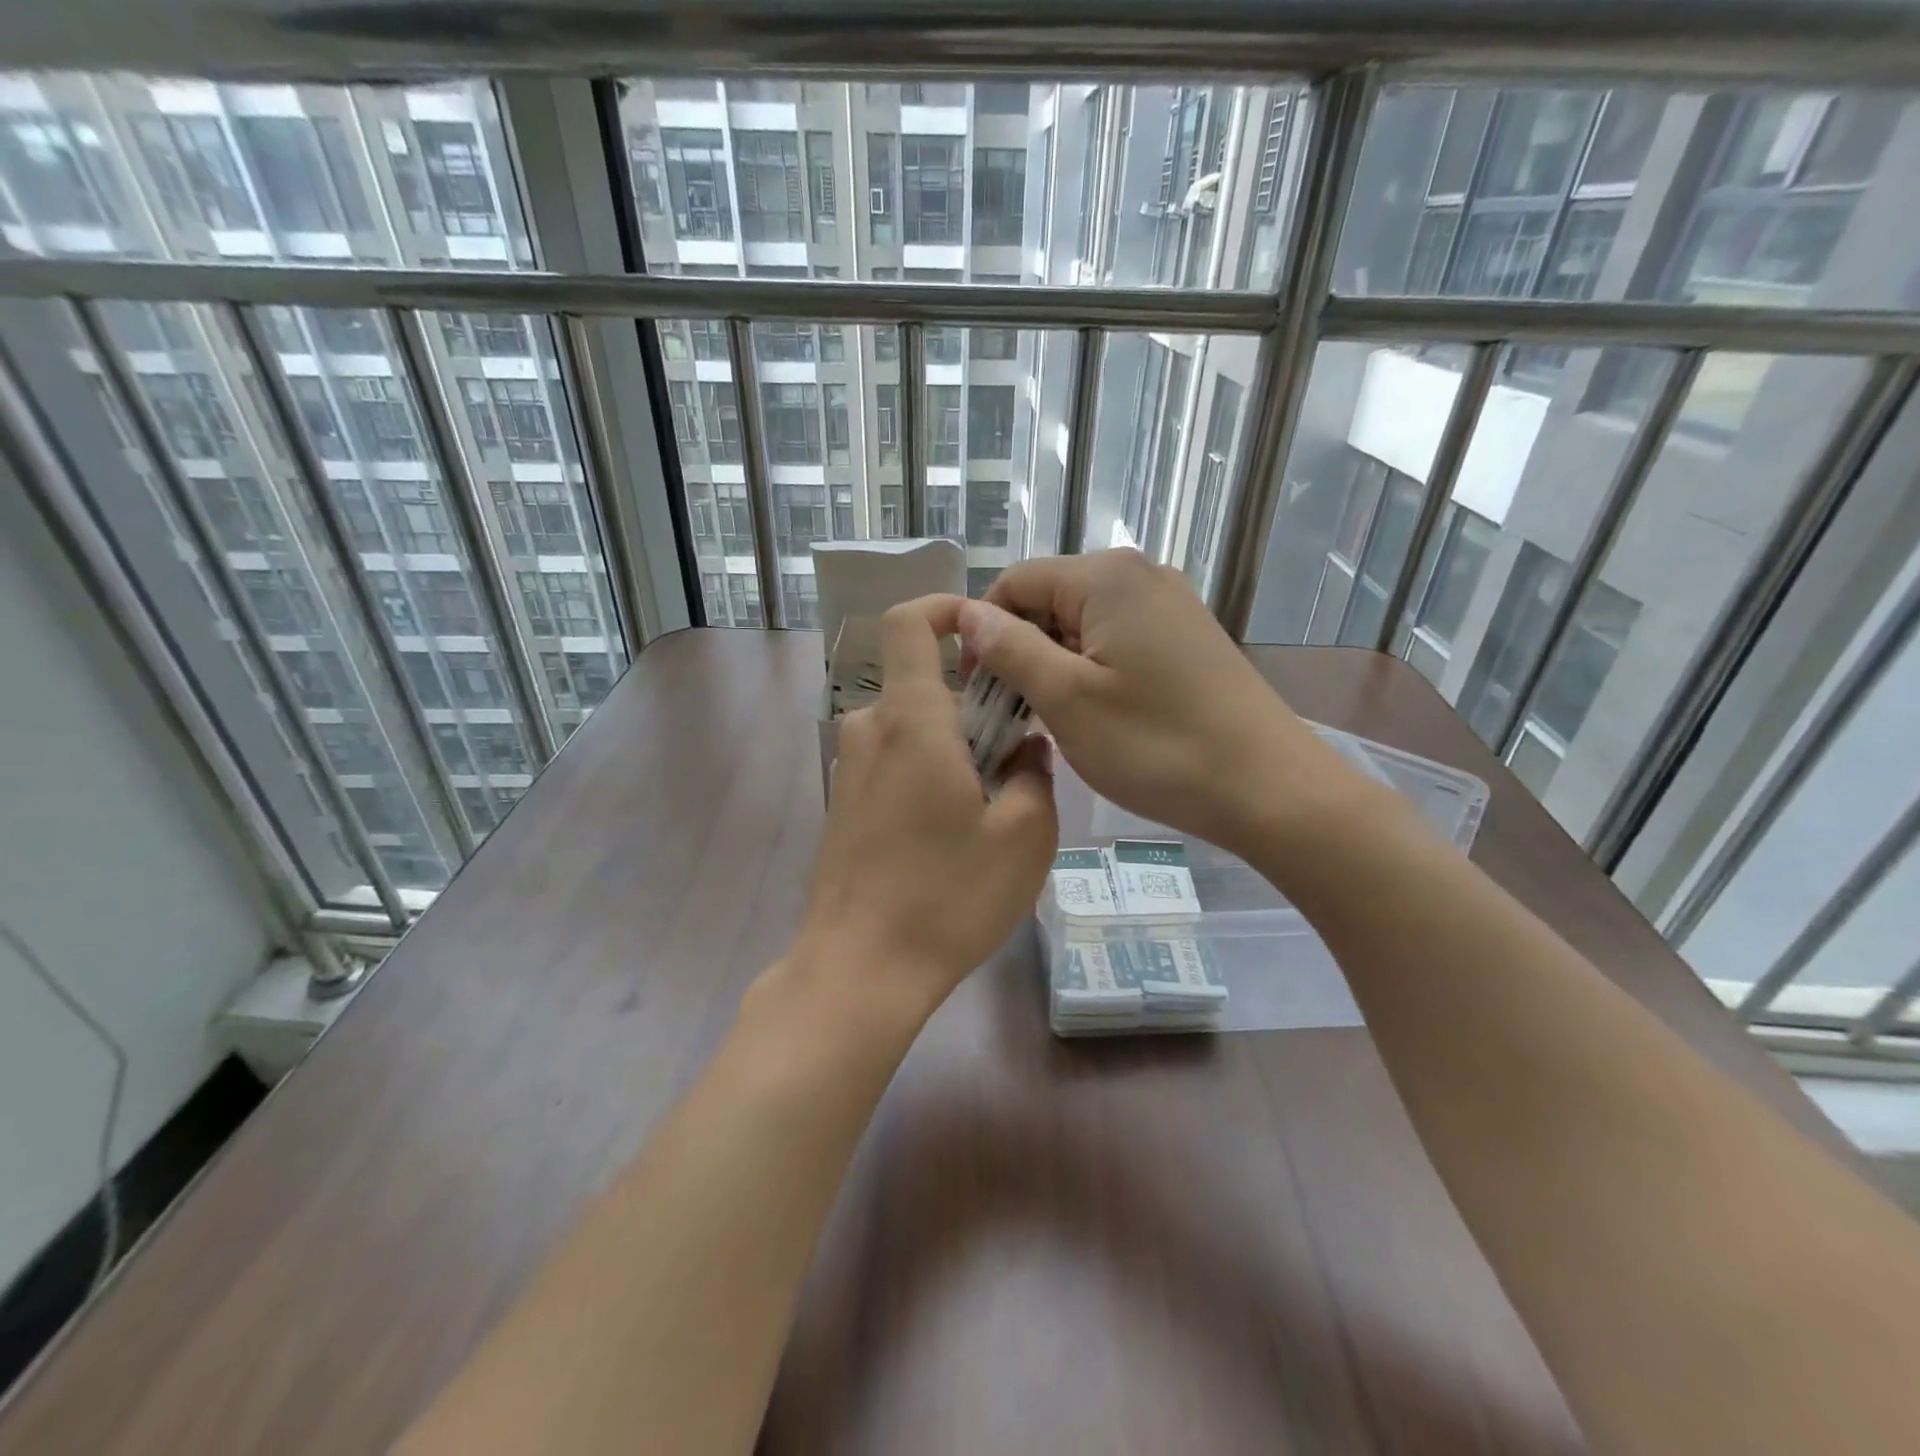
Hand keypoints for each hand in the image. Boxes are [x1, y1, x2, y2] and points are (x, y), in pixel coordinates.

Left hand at [792, 596, 1057, 1023]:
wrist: (859, 970)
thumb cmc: (947, 898)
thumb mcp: (1024, 837)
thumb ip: (1034, 776)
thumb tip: (1025, 750)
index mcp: (911, 721)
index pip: (909, 624)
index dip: (944, 608)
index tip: (985, 631)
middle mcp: (869, 731)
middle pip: (921, 683)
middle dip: (973, 702)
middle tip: (1016, 756)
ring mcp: (849, 770)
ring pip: (910, 727)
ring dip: (952, 743)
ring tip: (990, 803)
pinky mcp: (843, 805)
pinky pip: (891, 762)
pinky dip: (926, 771)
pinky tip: (950, 831)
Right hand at [966, 549, 1369, 860]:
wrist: (1268, 788)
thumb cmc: (1157, 745)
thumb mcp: (1067, 699)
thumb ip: (1009, 649)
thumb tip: (967, 614)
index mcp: (1106, 576)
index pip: (1014, 582)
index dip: (983, 631)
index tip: (976, 690)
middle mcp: (1139, 575)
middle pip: (1049, 600)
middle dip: (1020, 650)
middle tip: (1013, 714)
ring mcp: (1169, 605)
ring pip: (1082, 624)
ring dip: (1054, 666)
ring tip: (1053, 721)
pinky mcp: (1186, 637)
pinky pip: (1117, 640)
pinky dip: (1091, 671)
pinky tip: (1095, 714)